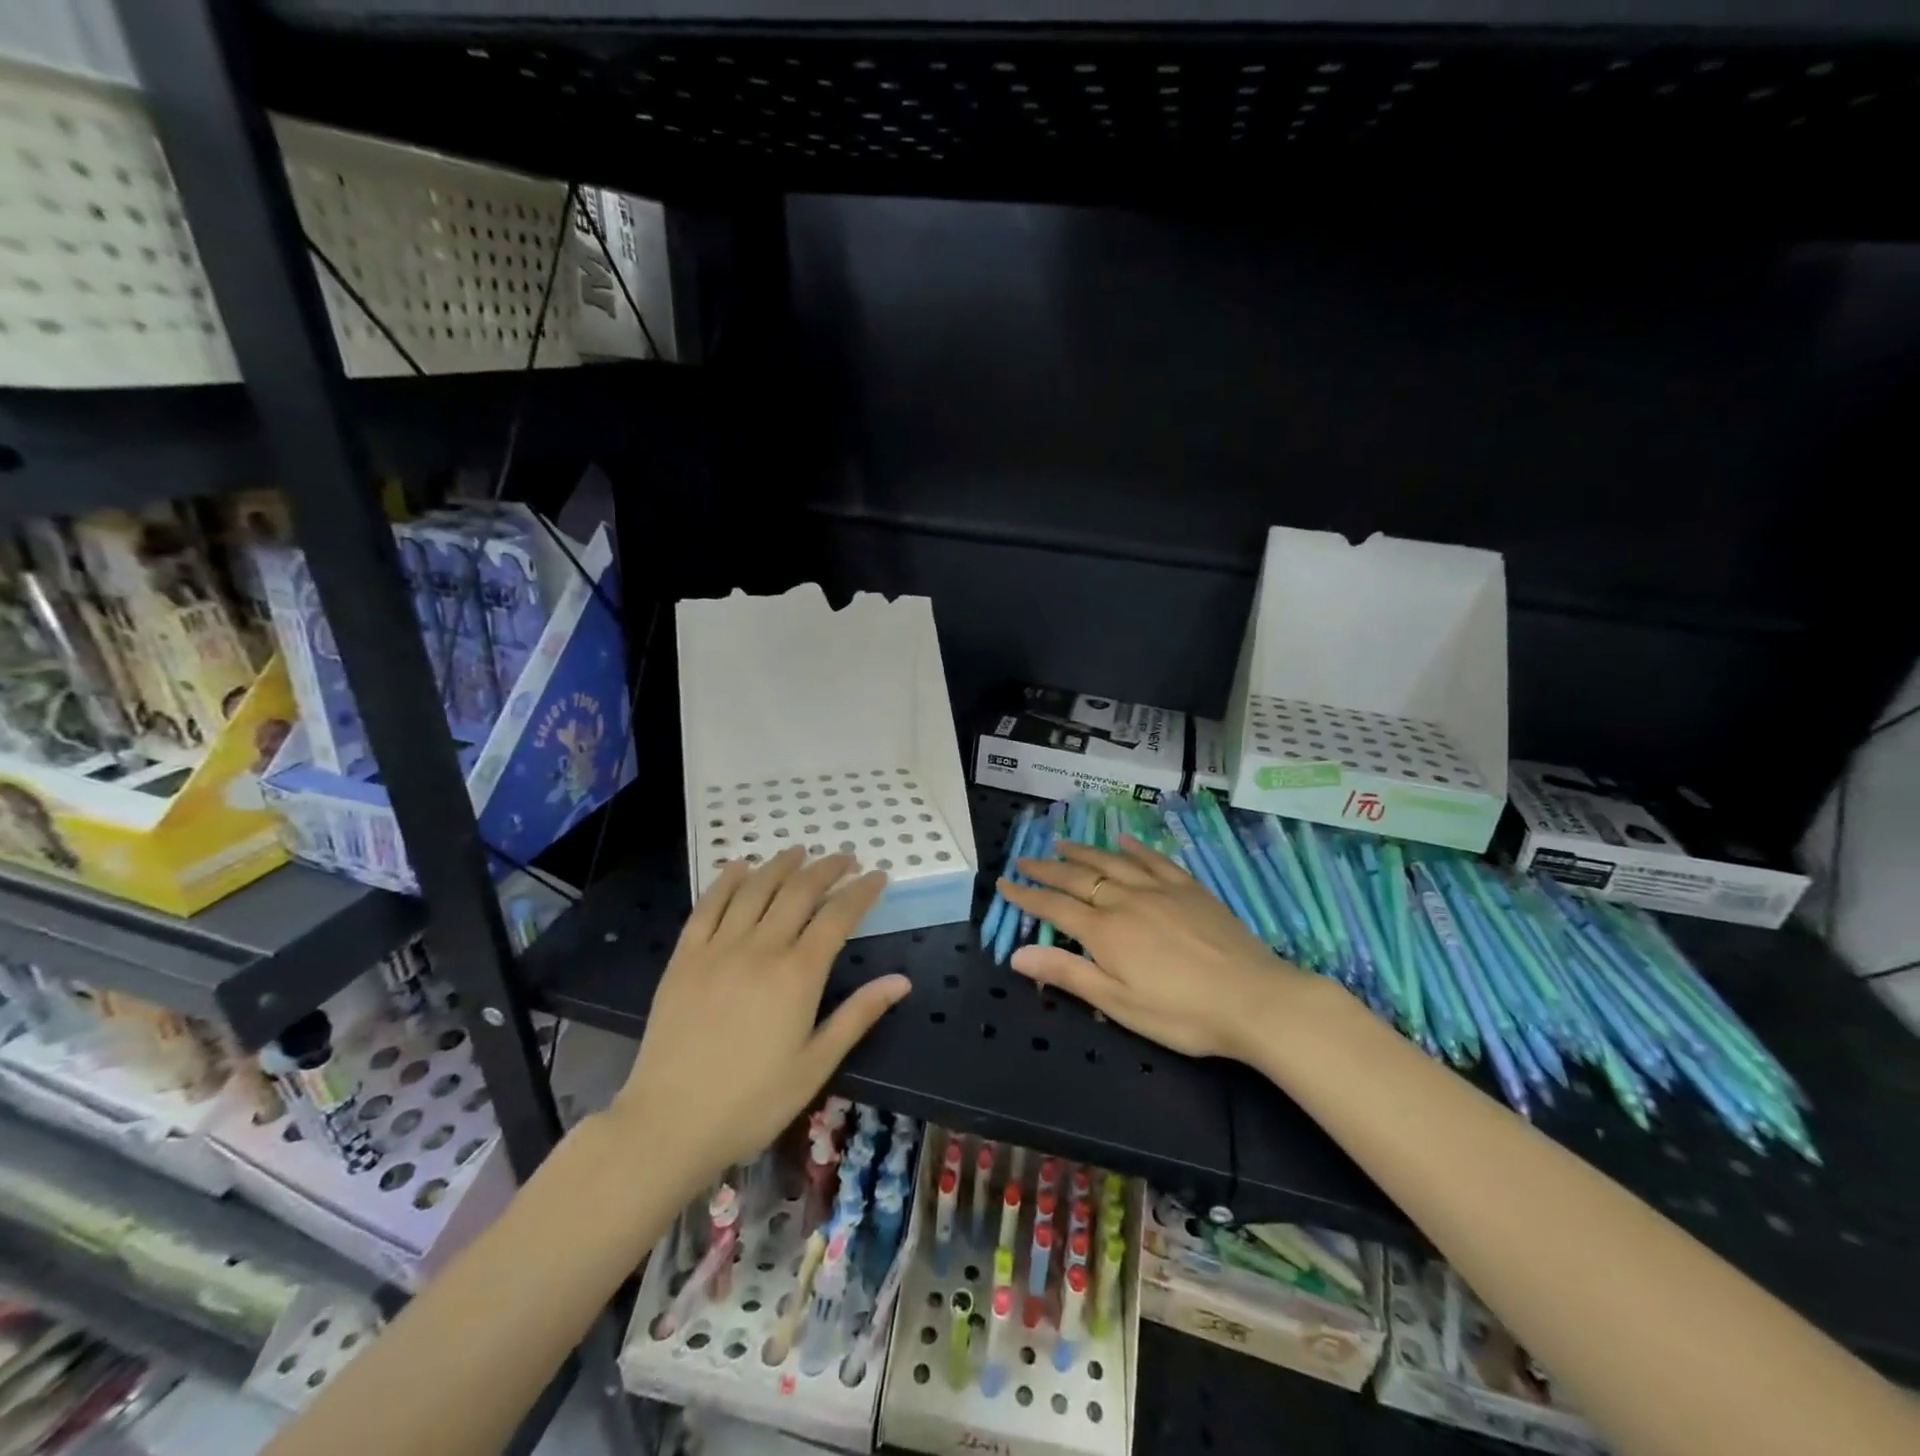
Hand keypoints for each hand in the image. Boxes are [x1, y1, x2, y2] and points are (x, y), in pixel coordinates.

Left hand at [611, 848, 908, 1192]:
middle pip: (799, 891)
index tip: (878, 876)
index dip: (861, 891)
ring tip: (798, 851)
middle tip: (844, 858)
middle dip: (826, 869)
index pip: (838, 916)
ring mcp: (718, 948)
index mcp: (798, 974)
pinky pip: (707, 906)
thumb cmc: (752, 1101)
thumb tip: (901, 981)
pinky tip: (738, 867)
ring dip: (780, 865)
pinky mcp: (684, 957)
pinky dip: (726, 881)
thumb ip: (858, 1015)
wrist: (669, 1123)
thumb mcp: (816, 1065)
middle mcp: (761, 948)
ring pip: (755, 889)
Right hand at [998, 836, 1301, 1061]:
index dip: (1026, 895)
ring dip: (1083, 852)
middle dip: (1047, 869)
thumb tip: (1016, 953)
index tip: (1003, 883)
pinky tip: (1123, 839)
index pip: (1054, 907)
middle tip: (1025, 859)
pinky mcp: (1189, 889)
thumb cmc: (1182, 1014)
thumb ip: (1068, 973)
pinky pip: (1154, 860)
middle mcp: (1125, 900)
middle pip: (1078, 878)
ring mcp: (1159, 890)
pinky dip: (1134, 847)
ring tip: (1062, 842)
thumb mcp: (1118, 1004)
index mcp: (1105, 931)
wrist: (1254, 1000)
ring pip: (1111, 862)